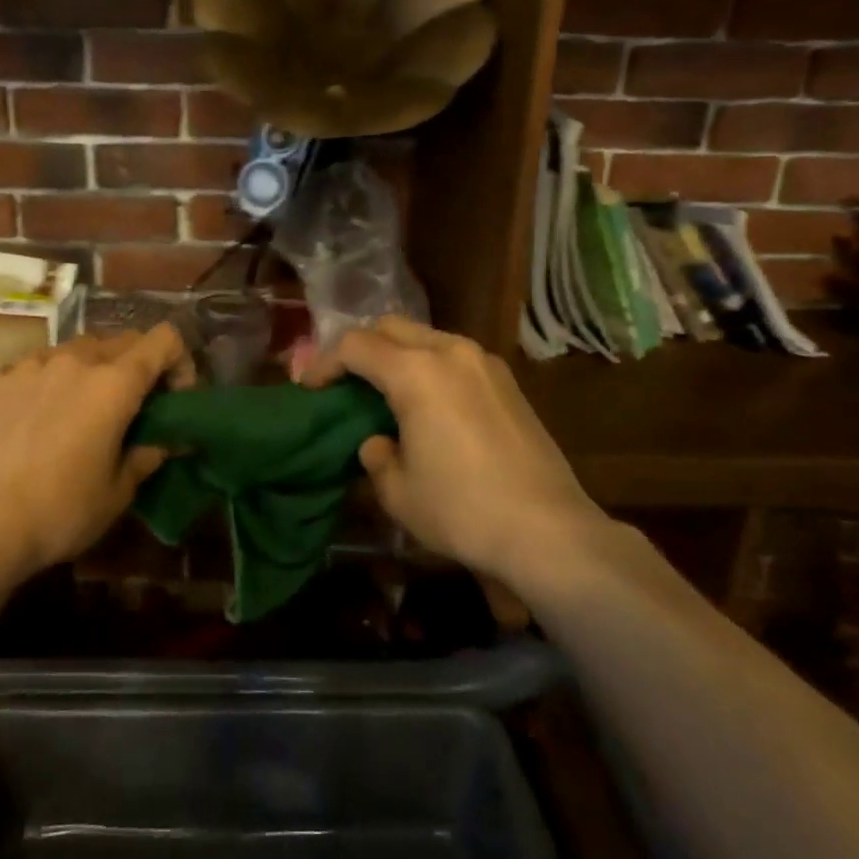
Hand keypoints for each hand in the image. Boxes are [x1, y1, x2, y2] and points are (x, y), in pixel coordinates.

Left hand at [0, 326, 192, 579]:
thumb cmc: (59, 512)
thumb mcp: (118, 492)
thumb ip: (148, 455)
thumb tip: (165, 441)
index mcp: (114, 383)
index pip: (164, 339)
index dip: (178, 362)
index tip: (172, 398)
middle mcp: (76, 360)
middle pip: (122, 340)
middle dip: (138, 366)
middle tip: (132, 408)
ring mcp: (32, 365)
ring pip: (78, 350)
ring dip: (93, 370)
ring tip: (81, 411)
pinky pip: (38, 366)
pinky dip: (52, 381)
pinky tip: (38, 419)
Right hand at [296, 316, 608, 581]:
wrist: (549, 531)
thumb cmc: (462, 509)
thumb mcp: (398, 492)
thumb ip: (375, 456)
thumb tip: (378, 441)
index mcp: (416, 372)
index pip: (355, 346)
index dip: (324, 363)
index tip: (310, 388)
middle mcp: (450, 352)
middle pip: (391, 327)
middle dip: (360, 348)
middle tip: (344, 383)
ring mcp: (485, 363)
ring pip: (426, 337)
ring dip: (397, 354)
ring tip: (384, 392)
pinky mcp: (508, 382)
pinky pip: (454, 357)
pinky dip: (429, 367)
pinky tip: (428, 405)